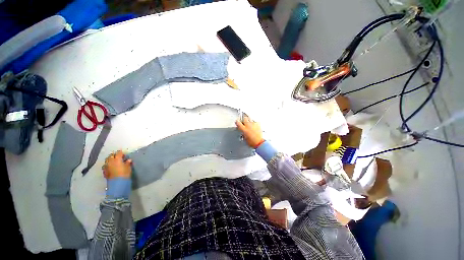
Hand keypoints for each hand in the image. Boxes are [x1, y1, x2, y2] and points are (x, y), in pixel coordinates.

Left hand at [103, 150, 131, 178]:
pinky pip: (105, 165)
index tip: (124, 153)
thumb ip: (127, 163)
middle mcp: (110, 161)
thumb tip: (128, 160)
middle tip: (119, 157)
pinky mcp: (104, 171)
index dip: (121, 152)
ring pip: (107, 160)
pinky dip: (108, 164)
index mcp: (117, 159)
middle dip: (114, 155)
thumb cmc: (125, 174)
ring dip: (110, 159)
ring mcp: (106, 166)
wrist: (117, 183)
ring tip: (114, 161)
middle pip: (111, 156)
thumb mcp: (128, 167)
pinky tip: (111, 166)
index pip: (118, 153)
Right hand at [235, 116, 264, 148]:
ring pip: (250, 118)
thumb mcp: (244, 138)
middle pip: (244, 118)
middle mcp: (248, 125)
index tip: (237, 122)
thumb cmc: (252, 142)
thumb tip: (242, 131)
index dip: (237, 122)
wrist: (259, 142)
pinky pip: (255, 121)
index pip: (238, 122)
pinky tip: (254, 125)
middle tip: (243, 122)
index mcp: (244, 129)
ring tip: (249, 123)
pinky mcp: (258, 125)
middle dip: (243, 120)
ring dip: (248, 120)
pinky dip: (254, 123)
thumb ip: (242, 133)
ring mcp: (253, 124)